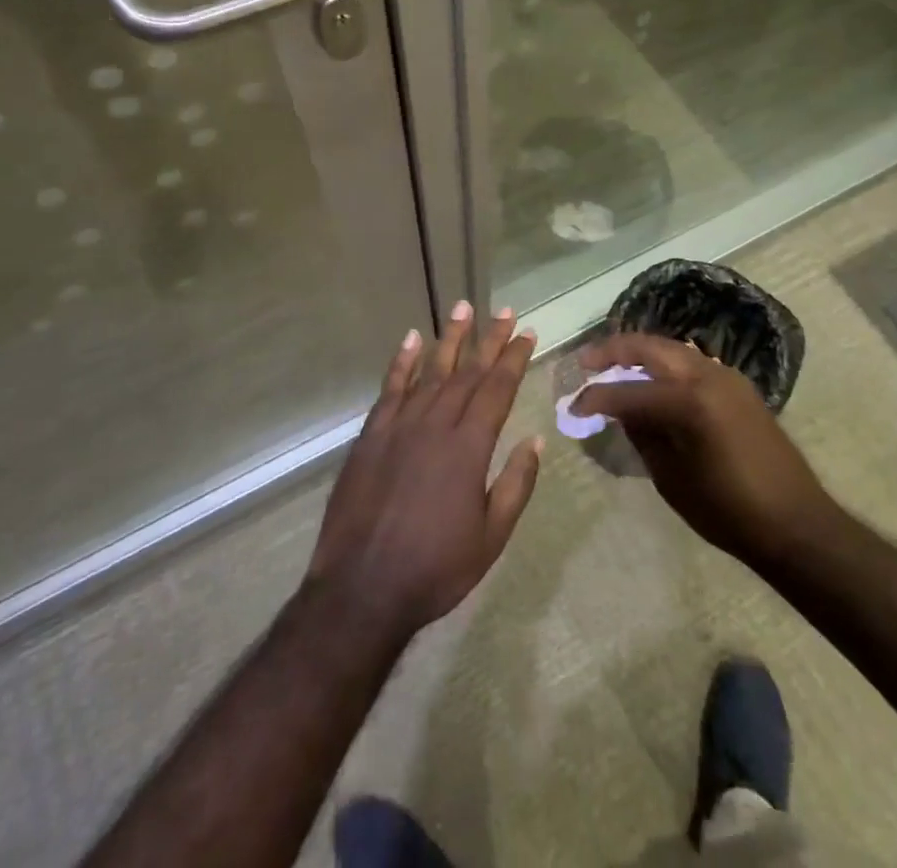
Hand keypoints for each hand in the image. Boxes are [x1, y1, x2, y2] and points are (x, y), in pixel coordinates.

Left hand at [304, 306, 541, 646]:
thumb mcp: (491, 537)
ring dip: (449, 338)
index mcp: (468, 447)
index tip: (526, 333)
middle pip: (468, 372)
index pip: (497, 389)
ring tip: (463, 307)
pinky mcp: (371, 435)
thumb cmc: (435, 568)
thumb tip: (534, 439)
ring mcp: (399, 426)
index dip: (513, 359)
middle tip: (504, 311)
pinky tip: (411, 339)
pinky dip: (402, 362)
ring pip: (430, 371)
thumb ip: (515, 484)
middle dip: (489, 340)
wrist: (362, 590)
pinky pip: (390, 389)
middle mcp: (436, 425)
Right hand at [571, 333, 828, 566]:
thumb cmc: (728, 509)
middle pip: (650, 347)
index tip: (571, 405)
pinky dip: (665, 364)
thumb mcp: (671, 476)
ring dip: (641, 353)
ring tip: (614, 366)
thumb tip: (619, 409)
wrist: (794, 522)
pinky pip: (691, 362)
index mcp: (688, 400)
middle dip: (614, 350)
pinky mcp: (738, 386)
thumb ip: (642, 433)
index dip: (595, 397)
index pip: (627, 390)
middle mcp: (706, 375)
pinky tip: (652, 380)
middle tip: (586, 361)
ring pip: (672, 349)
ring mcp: (726, 376)